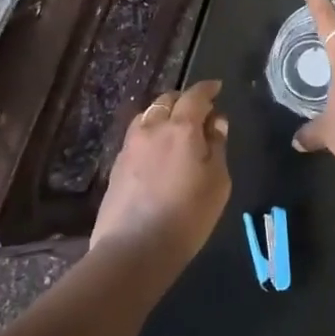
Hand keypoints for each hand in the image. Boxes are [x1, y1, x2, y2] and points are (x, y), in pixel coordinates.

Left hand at [92, 79, 231, 267]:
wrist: (134, 248)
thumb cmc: (188, 216)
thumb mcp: (217, 182)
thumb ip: (217, 146)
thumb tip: (215, 122)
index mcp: (181, 127)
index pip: (195, 96)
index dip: (207, 89)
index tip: (216, 87)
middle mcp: (152, 127)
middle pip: (167, 100)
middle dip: (184, 99)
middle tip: (199, 110)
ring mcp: (130, 144)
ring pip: (149, 115)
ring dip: (164, 114)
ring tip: (176, 128)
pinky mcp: (117, 163)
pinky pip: (138, 135)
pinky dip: (151, 132)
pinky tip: (157, 149)